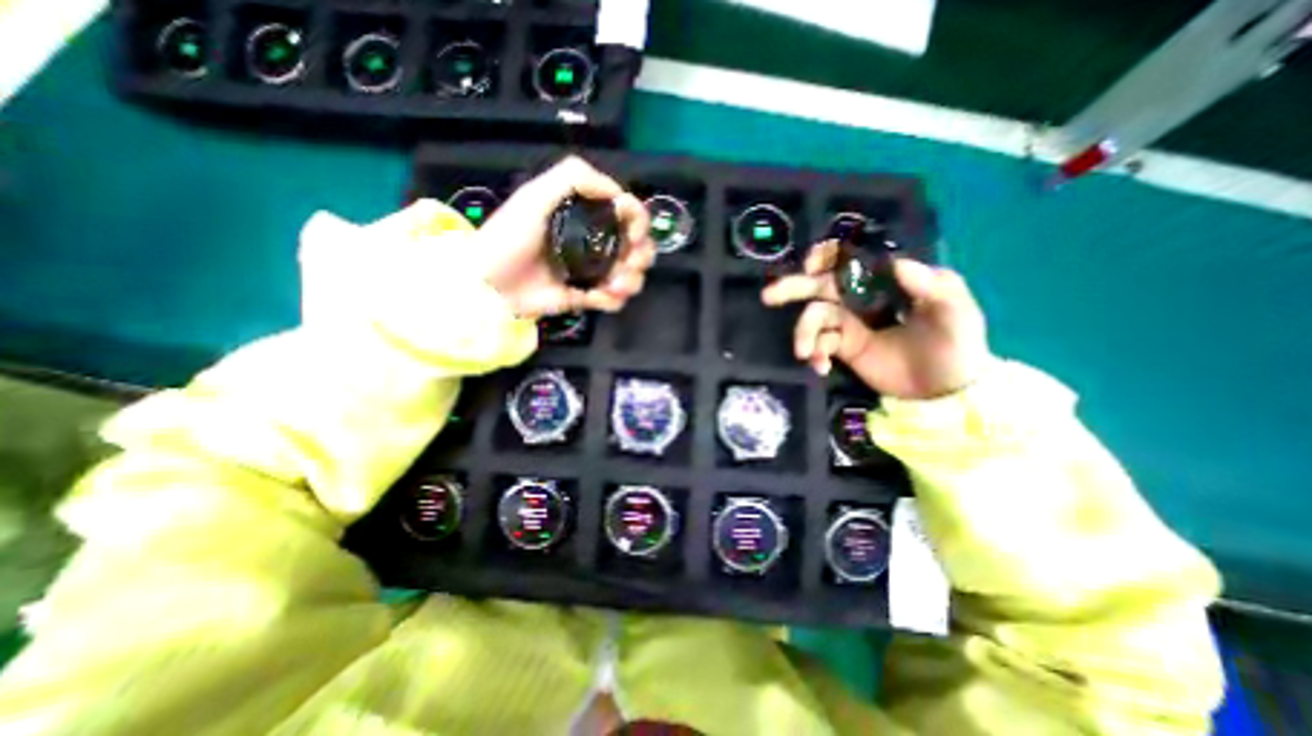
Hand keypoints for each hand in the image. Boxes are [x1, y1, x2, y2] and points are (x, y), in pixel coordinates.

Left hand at [473, 155, 653, 314]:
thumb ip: (573, 178)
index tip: (631, 231)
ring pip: (632, 276)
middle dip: (641, 256)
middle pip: (638, 248)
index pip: (628, 215)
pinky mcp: (586, 297)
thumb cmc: (509, 237)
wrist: (489, 283)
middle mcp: (595, 243)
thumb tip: (617, 192)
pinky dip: (612, 300)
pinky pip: (614, 300)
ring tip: (612, 286)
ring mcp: (592, 272)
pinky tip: (596, 298)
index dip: (639, 222)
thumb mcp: (535, 196)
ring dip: (630, 281)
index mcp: (587, 217)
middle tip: (628, 263)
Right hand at [767, 242, 988, 399]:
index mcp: (887, 281)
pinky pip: (818, 345)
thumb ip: (934, 285)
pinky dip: (814, 355)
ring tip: (804, 353)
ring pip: (814, 318)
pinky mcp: (843, 349)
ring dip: (804, 333)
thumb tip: (897, 264)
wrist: (947, 391)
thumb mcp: (957, 312)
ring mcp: (849, 324)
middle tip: (769, 297)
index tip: (812, 264)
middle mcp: (863, 298)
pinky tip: (820, 367)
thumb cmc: (957, 344)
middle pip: (821, 286)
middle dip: (793, 288)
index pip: (851, 260)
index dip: (827, 257)